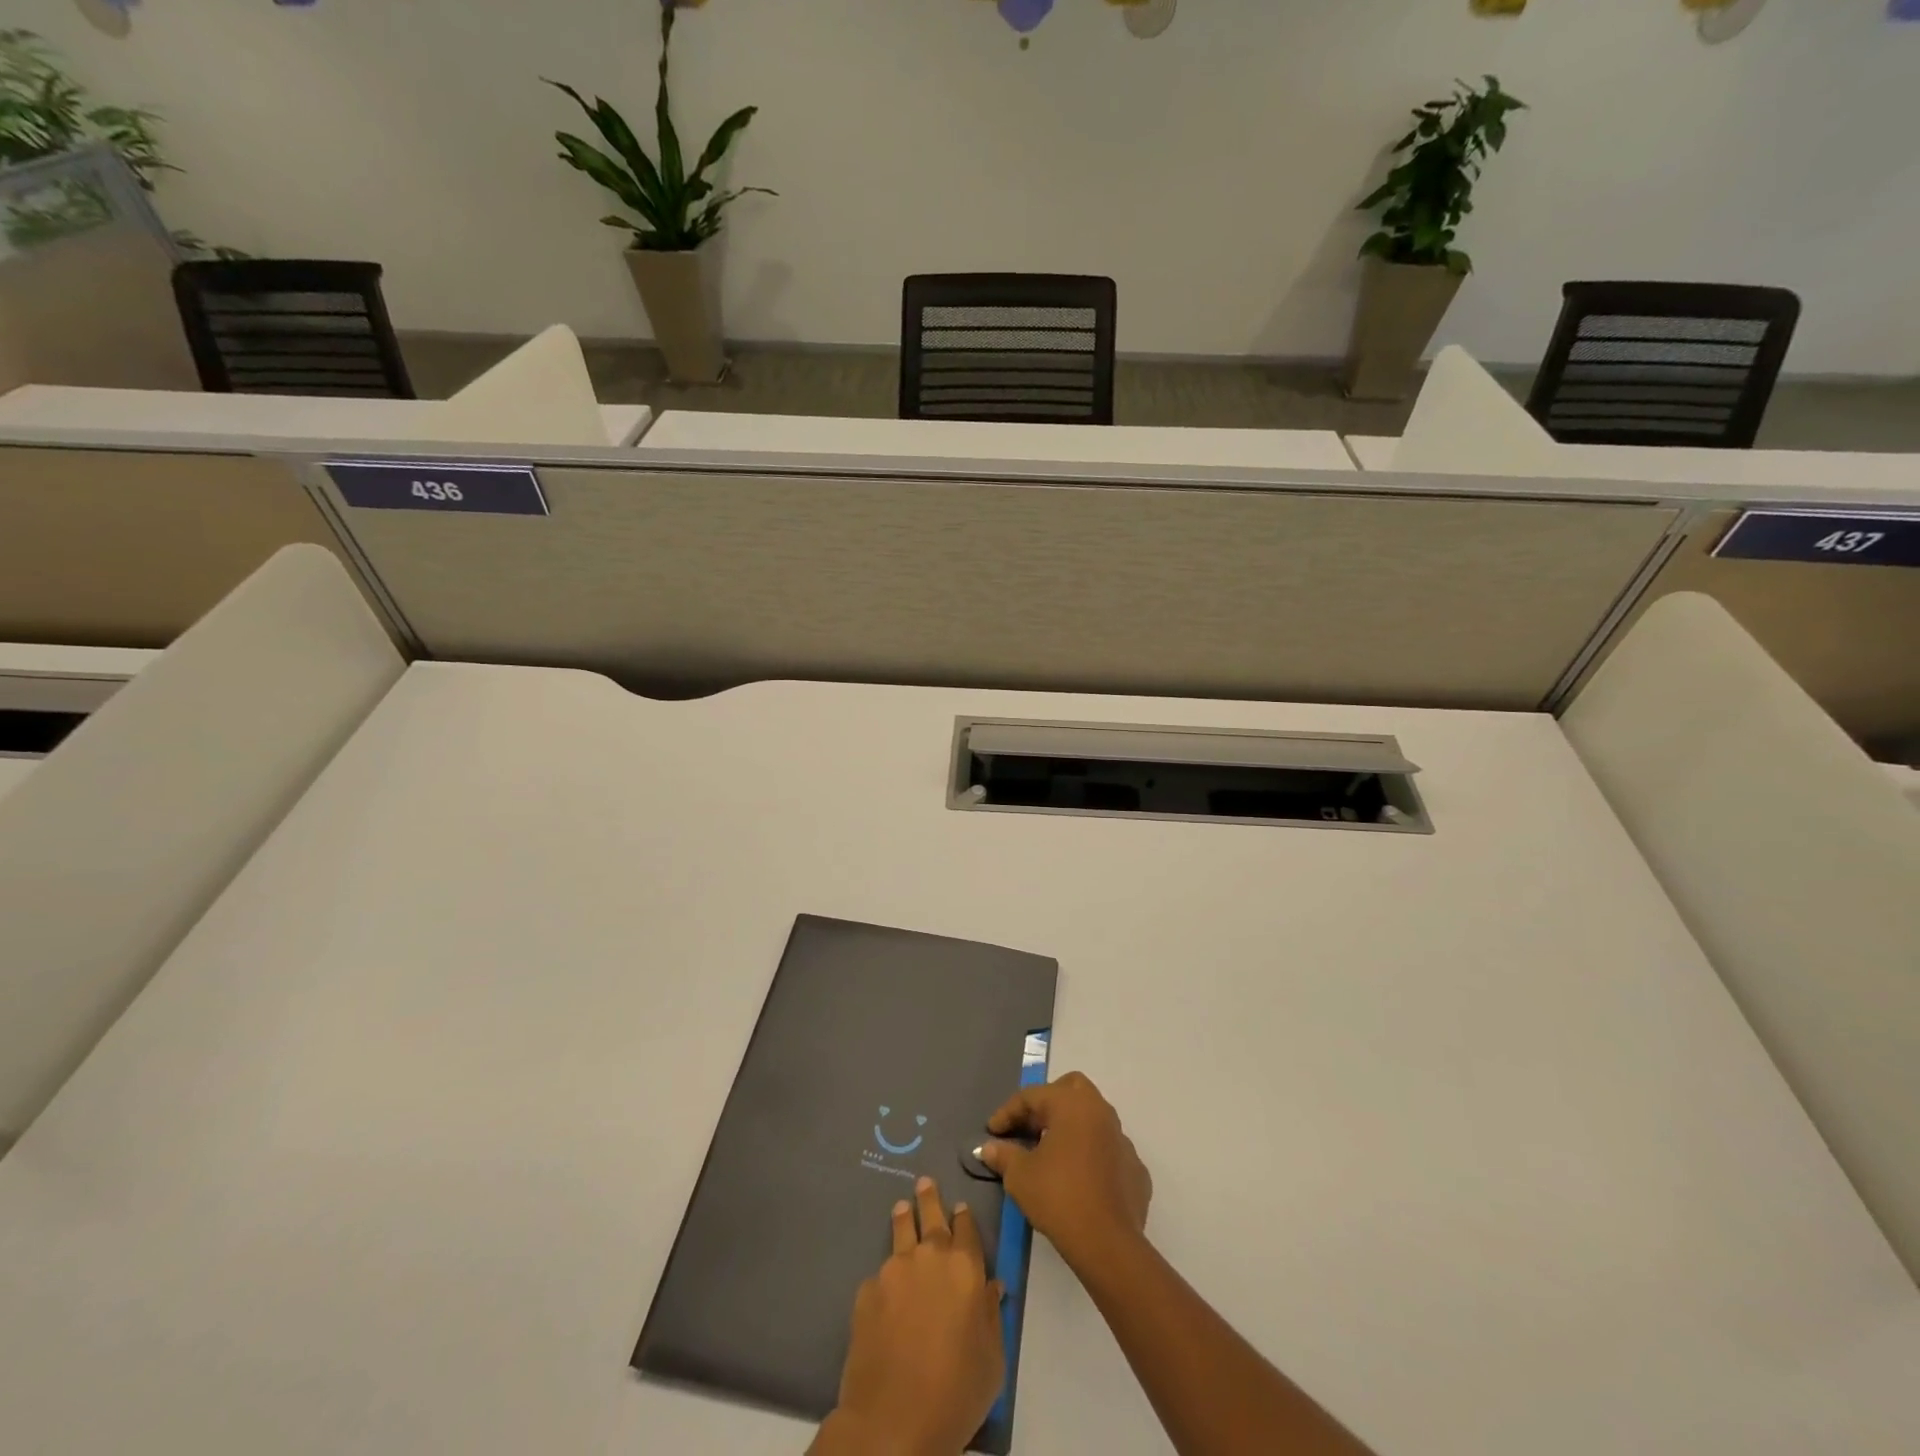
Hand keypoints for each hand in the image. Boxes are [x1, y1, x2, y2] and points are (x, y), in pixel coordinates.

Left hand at [819, 1176, 1004, 1455]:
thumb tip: (991, 1288)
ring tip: (901, 1207)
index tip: (960, 1206)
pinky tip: (884, 1292)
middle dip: (930, 1198)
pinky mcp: (867, 1290)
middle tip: (925, 1182)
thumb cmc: (956, 1392)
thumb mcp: (992, 1360)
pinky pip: (880, 1276)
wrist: (893, 1420)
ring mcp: (894, 1269)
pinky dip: (885, 1278)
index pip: (966, 1229)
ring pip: (900, 1232)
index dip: (964, 1217)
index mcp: (965, 1268)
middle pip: (931, 1217)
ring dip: (904, 1218)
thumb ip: (991, 1316)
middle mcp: (930, 1257)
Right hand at [978, 1071, 1152, 1272]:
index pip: (1032, 1096)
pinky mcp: (1135, 1168)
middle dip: (1047, 1103)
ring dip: (1071, 1128)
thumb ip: (1003, 1155)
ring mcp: (1122, 1139)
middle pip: (1071, 1089)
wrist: (1108, 1244)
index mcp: (1072, 1103)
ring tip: (1051, 1153)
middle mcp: (1100, 1111)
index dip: (1008, 1112)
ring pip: (1093, 1118)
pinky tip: (1079, 1178)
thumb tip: (989, 1148)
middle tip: (1028, 1127)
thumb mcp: (1020, 1176)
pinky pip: (1108, 1150)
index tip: (992, 1132)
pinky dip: (1091, 1155)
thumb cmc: (1059, 1197)